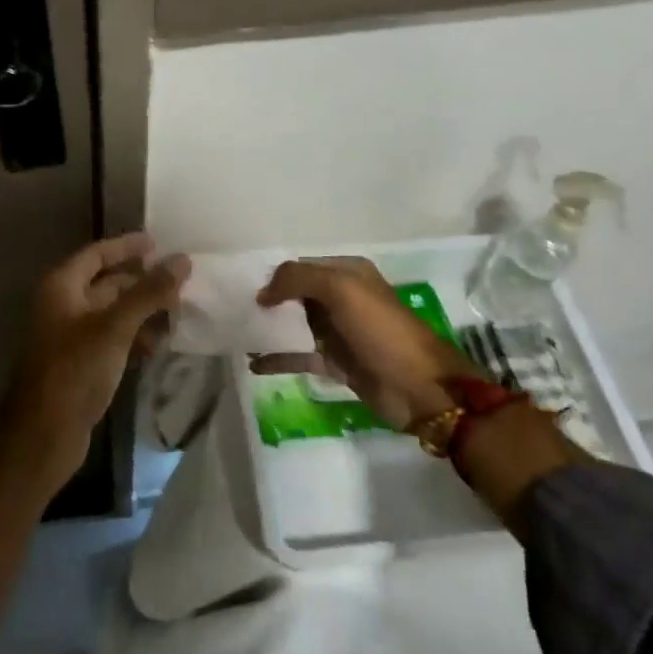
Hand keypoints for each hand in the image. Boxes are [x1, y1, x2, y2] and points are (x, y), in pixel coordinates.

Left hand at [0, 232, 191, 492]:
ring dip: (142, 312)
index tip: (159, 244)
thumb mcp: (115, 328)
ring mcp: (69, 337)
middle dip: (142, 283)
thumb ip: (148, 292)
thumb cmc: (74, 372)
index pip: (97, 253)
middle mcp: (62, 305)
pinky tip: (158, 347)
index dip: (127, 246)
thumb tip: (182, 260)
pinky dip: (134, 338)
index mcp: (61, 287)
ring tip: (178, 317)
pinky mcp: (79, 365)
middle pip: (106, 283)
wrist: (42, 437)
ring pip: (112, 313)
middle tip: (180, 285)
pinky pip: (111, 339)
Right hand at [255, 256, 477, 428]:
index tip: (244, 286)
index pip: (302, 266)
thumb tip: (263, 292)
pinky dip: (277, 358)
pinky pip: (299, 356)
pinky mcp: (336, 363)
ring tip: (236, 334)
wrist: (419, 388)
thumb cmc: (381, 330)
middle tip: (233, 309)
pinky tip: (252, 362)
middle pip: (296, 295)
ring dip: (269, 329)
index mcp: (348, 273)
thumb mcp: (341, 290)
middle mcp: (343, 298)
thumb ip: (298, 279)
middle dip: (268, 301)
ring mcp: (339, 332)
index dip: (275, 275)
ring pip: (295, 325)